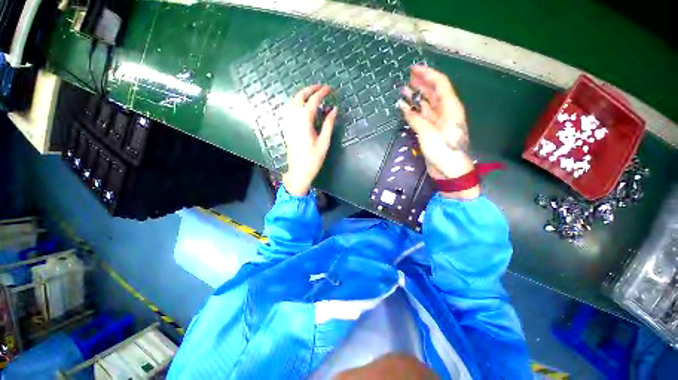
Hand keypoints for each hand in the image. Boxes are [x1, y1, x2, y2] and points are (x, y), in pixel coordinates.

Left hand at [282, 84, 337, 195]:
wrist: (298, 171)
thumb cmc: (313, 159)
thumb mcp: (324, 142)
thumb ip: (329, 124)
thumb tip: (334, 109)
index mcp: (304, 122)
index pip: (313, 101)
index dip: (322, 93)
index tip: (330, 88)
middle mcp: (294, 119)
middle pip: (299, 97)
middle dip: (310, 89)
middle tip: (321, 87)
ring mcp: (288, 123)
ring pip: (292, 101)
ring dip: (302, 94)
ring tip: (313, 93)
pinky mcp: (287, 127)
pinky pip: (289, 109)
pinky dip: (296, 102)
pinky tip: (303, 105)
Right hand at [398, 65, 478, 198]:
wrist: (450, 171)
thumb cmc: (444, 151)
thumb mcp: (429, 133)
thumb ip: (416, 119)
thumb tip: (404, 107)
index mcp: (451, 108)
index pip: (440, 84)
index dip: (428, 75)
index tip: (414, 69)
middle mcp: (446, 112)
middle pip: (434, 92)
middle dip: (421, 83)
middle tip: (407, 78)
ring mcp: (438, 122)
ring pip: (427, 104)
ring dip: (416, 97)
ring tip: (403, 91)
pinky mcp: (431, 131)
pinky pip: (422, 117)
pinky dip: (413, 112)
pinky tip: (405, 108)